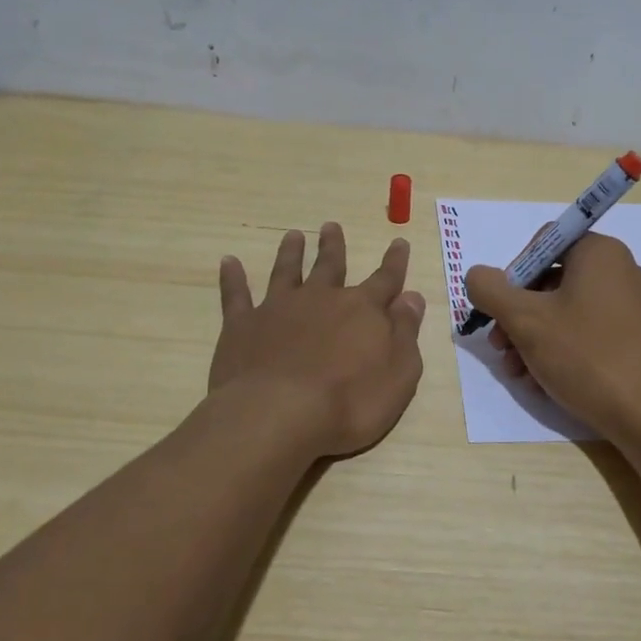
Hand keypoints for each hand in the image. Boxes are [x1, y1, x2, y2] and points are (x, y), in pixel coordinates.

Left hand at [210, 223, 426, 458]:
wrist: (279, 414)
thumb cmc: (350, 402)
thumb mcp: (399, 373)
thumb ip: (406, 332)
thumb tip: (412, 297)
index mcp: (363, 310)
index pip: (385, 280)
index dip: (395, 262)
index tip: (398, 242)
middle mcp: (321, 299)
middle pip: (330, 266)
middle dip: (333, 246)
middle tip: (331, 226)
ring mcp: (279, 309)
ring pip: (287, 271)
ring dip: (291, 253)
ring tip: (293, 235)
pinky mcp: (243, 325)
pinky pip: (237, 295)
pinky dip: (233, 278)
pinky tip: (229, 262)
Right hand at [464, 232, 640, 442]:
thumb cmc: (586, 356)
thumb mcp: (525, 320)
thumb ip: (491, 290)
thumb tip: (477, 276)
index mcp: (599, 252)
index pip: (543, 243)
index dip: (513, 274)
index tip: (500, 310)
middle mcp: (620, 270)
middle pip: (552, 281)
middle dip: (519, 315)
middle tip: (501, 348)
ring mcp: (633, 306)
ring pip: (567, 312)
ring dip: (534, 338)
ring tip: (519, 373)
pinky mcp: (638, 338)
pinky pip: (589, 332)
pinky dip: (562, 350)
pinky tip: (545, 381)